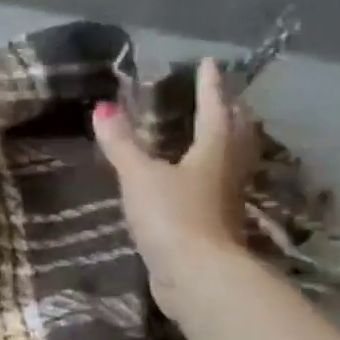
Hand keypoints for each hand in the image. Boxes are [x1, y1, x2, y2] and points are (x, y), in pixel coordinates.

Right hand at [92, 57, 255, 321]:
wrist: (196, 276)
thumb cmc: (172, 216)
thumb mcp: (140, 176)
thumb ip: (122, 144)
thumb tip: (104, 108)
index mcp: (213, 153)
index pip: (213, 111)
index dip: (209, 87)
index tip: (209, 63)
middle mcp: (226, 172)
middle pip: (235, 136)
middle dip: (230, 114)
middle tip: (224, 97)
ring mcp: (223, 201)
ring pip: (230, 162)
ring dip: (227, 143)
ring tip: (216, 132)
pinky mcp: (214, 225)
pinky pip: (215, 187)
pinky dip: (209, 174)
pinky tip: (196, 180)